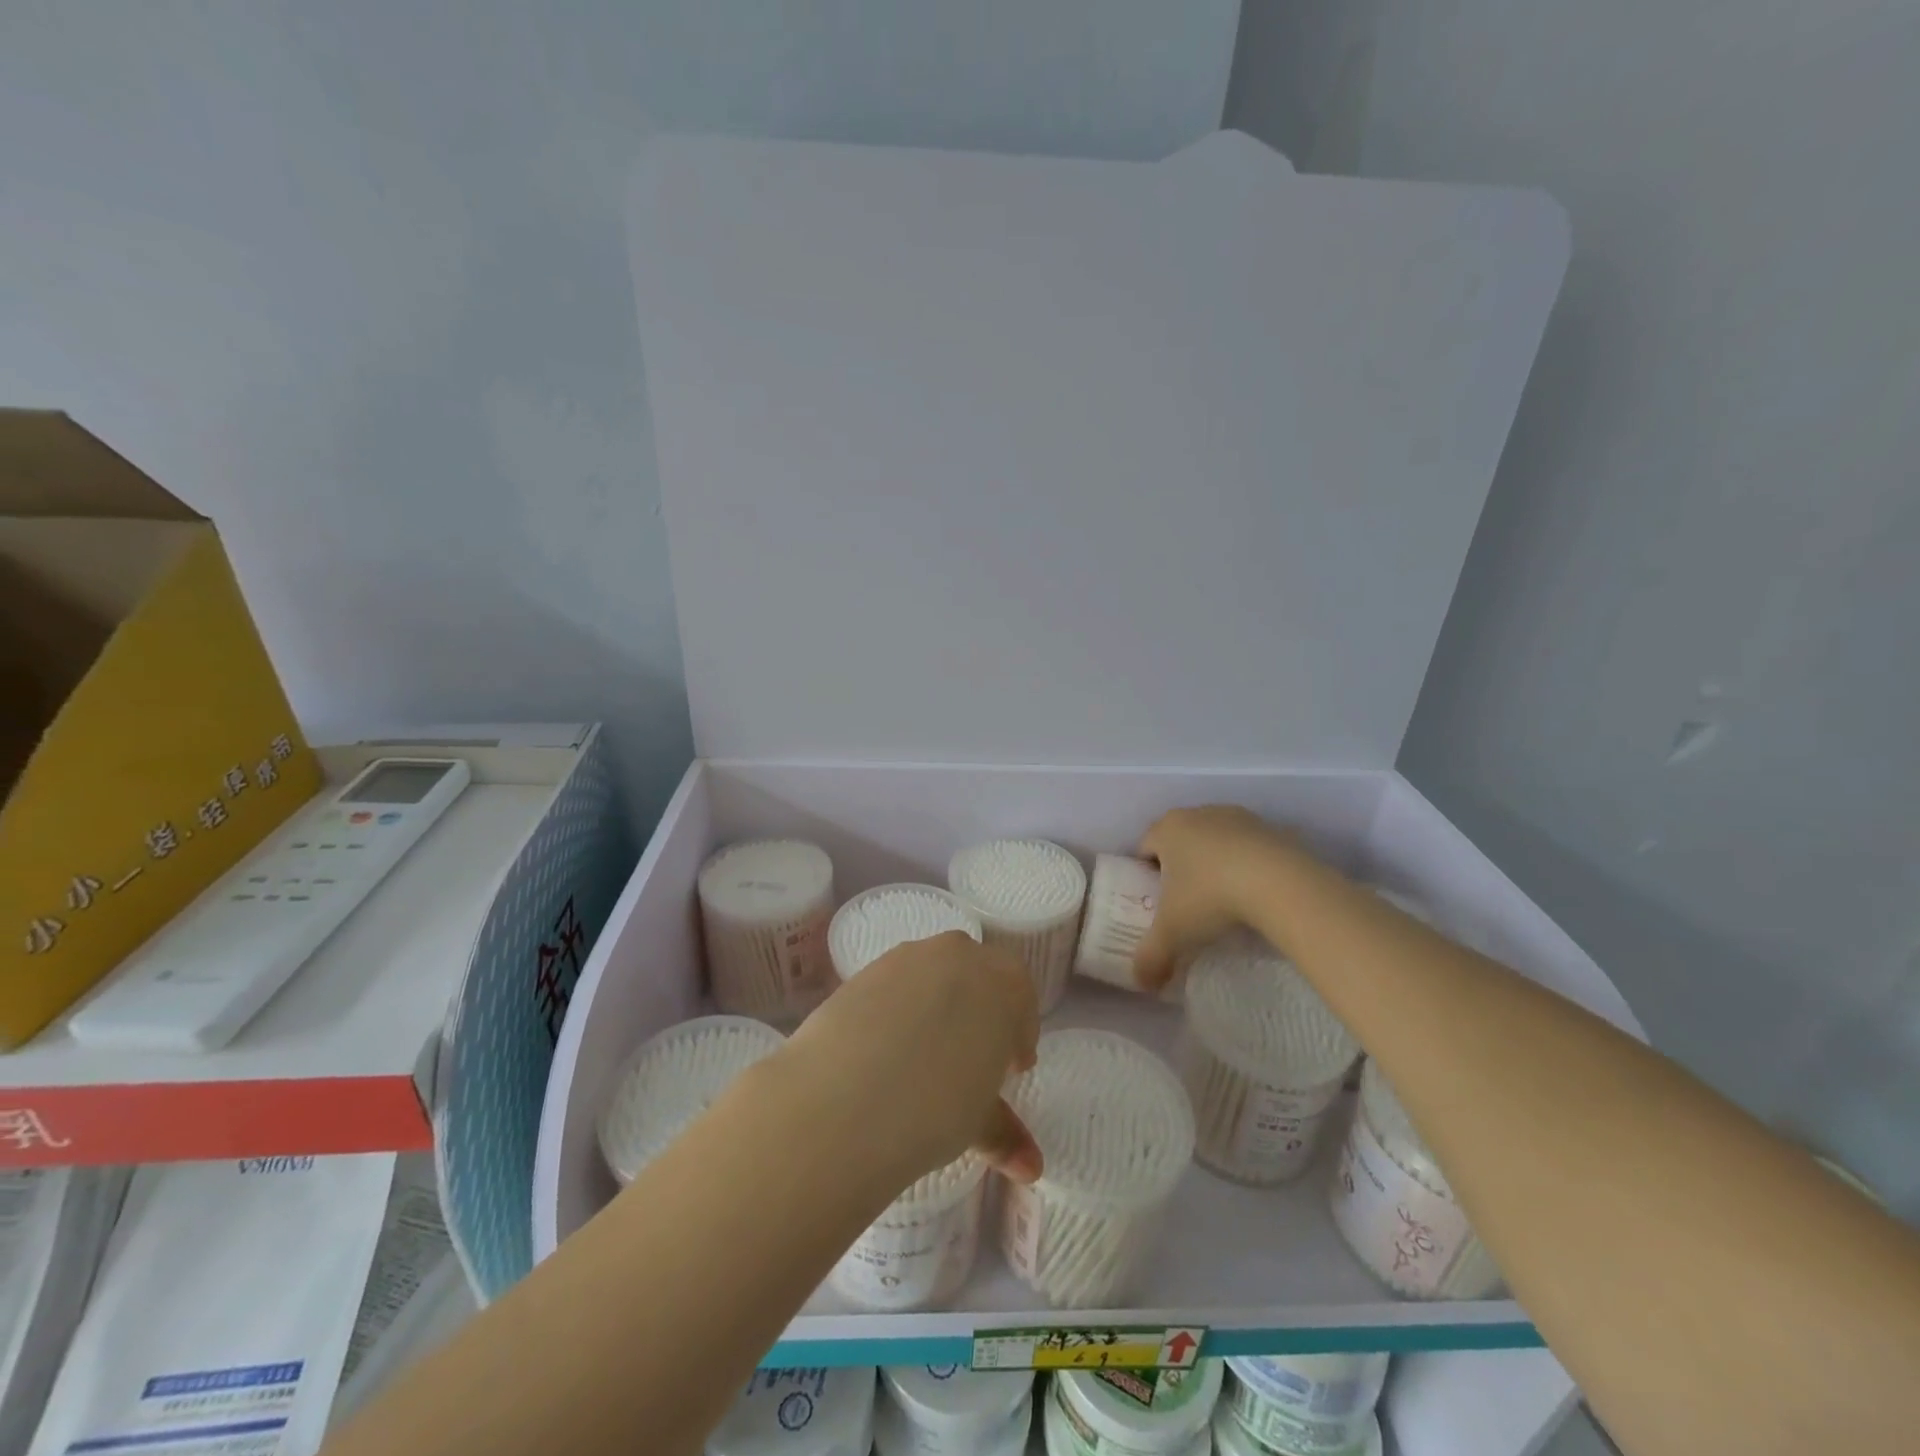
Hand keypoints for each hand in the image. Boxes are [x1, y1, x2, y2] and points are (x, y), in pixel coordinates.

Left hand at [781, 931, 1042, 1184]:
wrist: (844, 1095)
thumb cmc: (935, 1105)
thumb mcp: (978, 1122)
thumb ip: (1006, 1134)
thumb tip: (1031, 1169)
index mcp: (1002, 981)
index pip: (1021, 997)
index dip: (1018, 1035)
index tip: (1009, 1070)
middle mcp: (958, 955)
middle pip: (978, 976)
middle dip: (980, 1012)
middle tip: (970, 1060)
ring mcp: (906, 957)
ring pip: (934, 975)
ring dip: (937, 1006)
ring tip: (923, 1057)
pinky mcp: (863, 970)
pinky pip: (894, 985)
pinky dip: (898, 1009)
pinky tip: (885, 1050)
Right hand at [1134, 805, 1302, 990]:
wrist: (1281, 884)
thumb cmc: (1211, 898)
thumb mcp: (1173, 934)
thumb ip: (1150, 958)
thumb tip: (1142, 982)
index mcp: (1167, 829)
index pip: (1144, 847)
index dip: (1146, 875)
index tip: (1157, 902)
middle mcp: (1198, 814)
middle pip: (1181, 841)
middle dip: (1181, 868)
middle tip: (1188, 904)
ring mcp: (1238, 817)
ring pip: (1216, 841)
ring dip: (1216, 864)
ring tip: (1225, 900)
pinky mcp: (1273, 828)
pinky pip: (1250, 847)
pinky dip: (1249, 865)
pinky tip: (1256, 893)